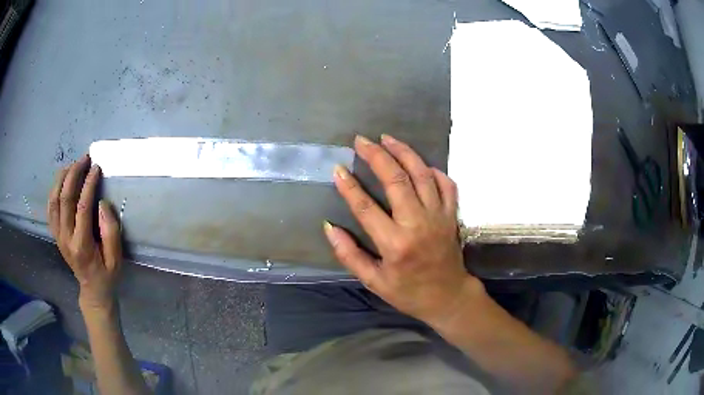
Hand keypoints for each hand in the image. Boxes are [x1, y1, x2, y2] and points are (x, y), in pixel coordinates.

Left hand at [48, 155, 122, 310]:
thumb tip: (102, 203)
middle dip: (74, 174)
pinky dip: (54, 190)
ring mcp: (58, 236)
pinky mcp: (56, 234)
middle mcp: (66, 238)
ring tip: (72, 165)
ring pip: (54, 200)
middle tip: (84, 159)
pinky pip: (50, 208)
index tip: (96, 168)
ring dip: (61, 179)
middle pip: (64, 199)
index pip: (82, 207)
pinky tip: (61, 181)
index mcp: (81, 245)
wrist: (92, 289)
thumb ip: (111, 232)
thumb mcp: (116, 259)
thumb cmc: (107, 274)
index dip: (89, 185)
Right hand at [324, 134, 484, 326]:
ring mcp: (438, 217)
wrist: (448, 297)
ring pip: (421, 175)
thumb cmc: (408, 292)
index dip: (349, 187)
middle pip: (396, 180)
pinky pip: (446, 184)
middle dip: (377, 156)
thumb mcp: (374, 281)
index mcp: (395, 244)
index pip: (366, 208)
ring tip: (387, 139)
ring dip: (404, 153)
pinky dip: (433, 170)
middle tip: (361, 140)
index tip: (338, 169)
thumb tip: (329, 228)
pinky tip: (420, 163)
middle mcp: (418, 224)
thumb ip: (350, 255)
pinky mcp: (451, 215)